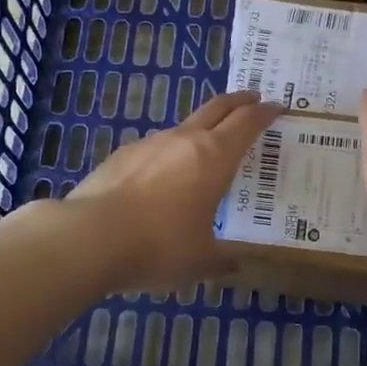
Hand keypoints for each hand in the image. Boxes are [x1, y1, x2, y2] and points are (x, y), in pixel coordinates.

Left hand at [67, 90, 282, 291]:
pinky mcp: (121, 156)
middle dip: (238, 101)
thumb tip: (233, 266)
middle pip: (217, 108)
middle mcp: (183, 141)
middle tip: (252, 99)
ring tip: (206, 150)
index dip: (265, 113)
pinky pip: (154, 149)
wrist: (89, 237)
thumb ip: (220, 260)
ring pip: (183, 127)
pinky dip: (168, 155)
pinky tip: (161, 179)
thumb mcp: (200, 261)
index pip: (247, 123)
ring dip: (201, 130)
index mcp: (214, 157)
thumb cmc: (159, 246)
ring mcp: (149, 144)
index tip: (277, 108)